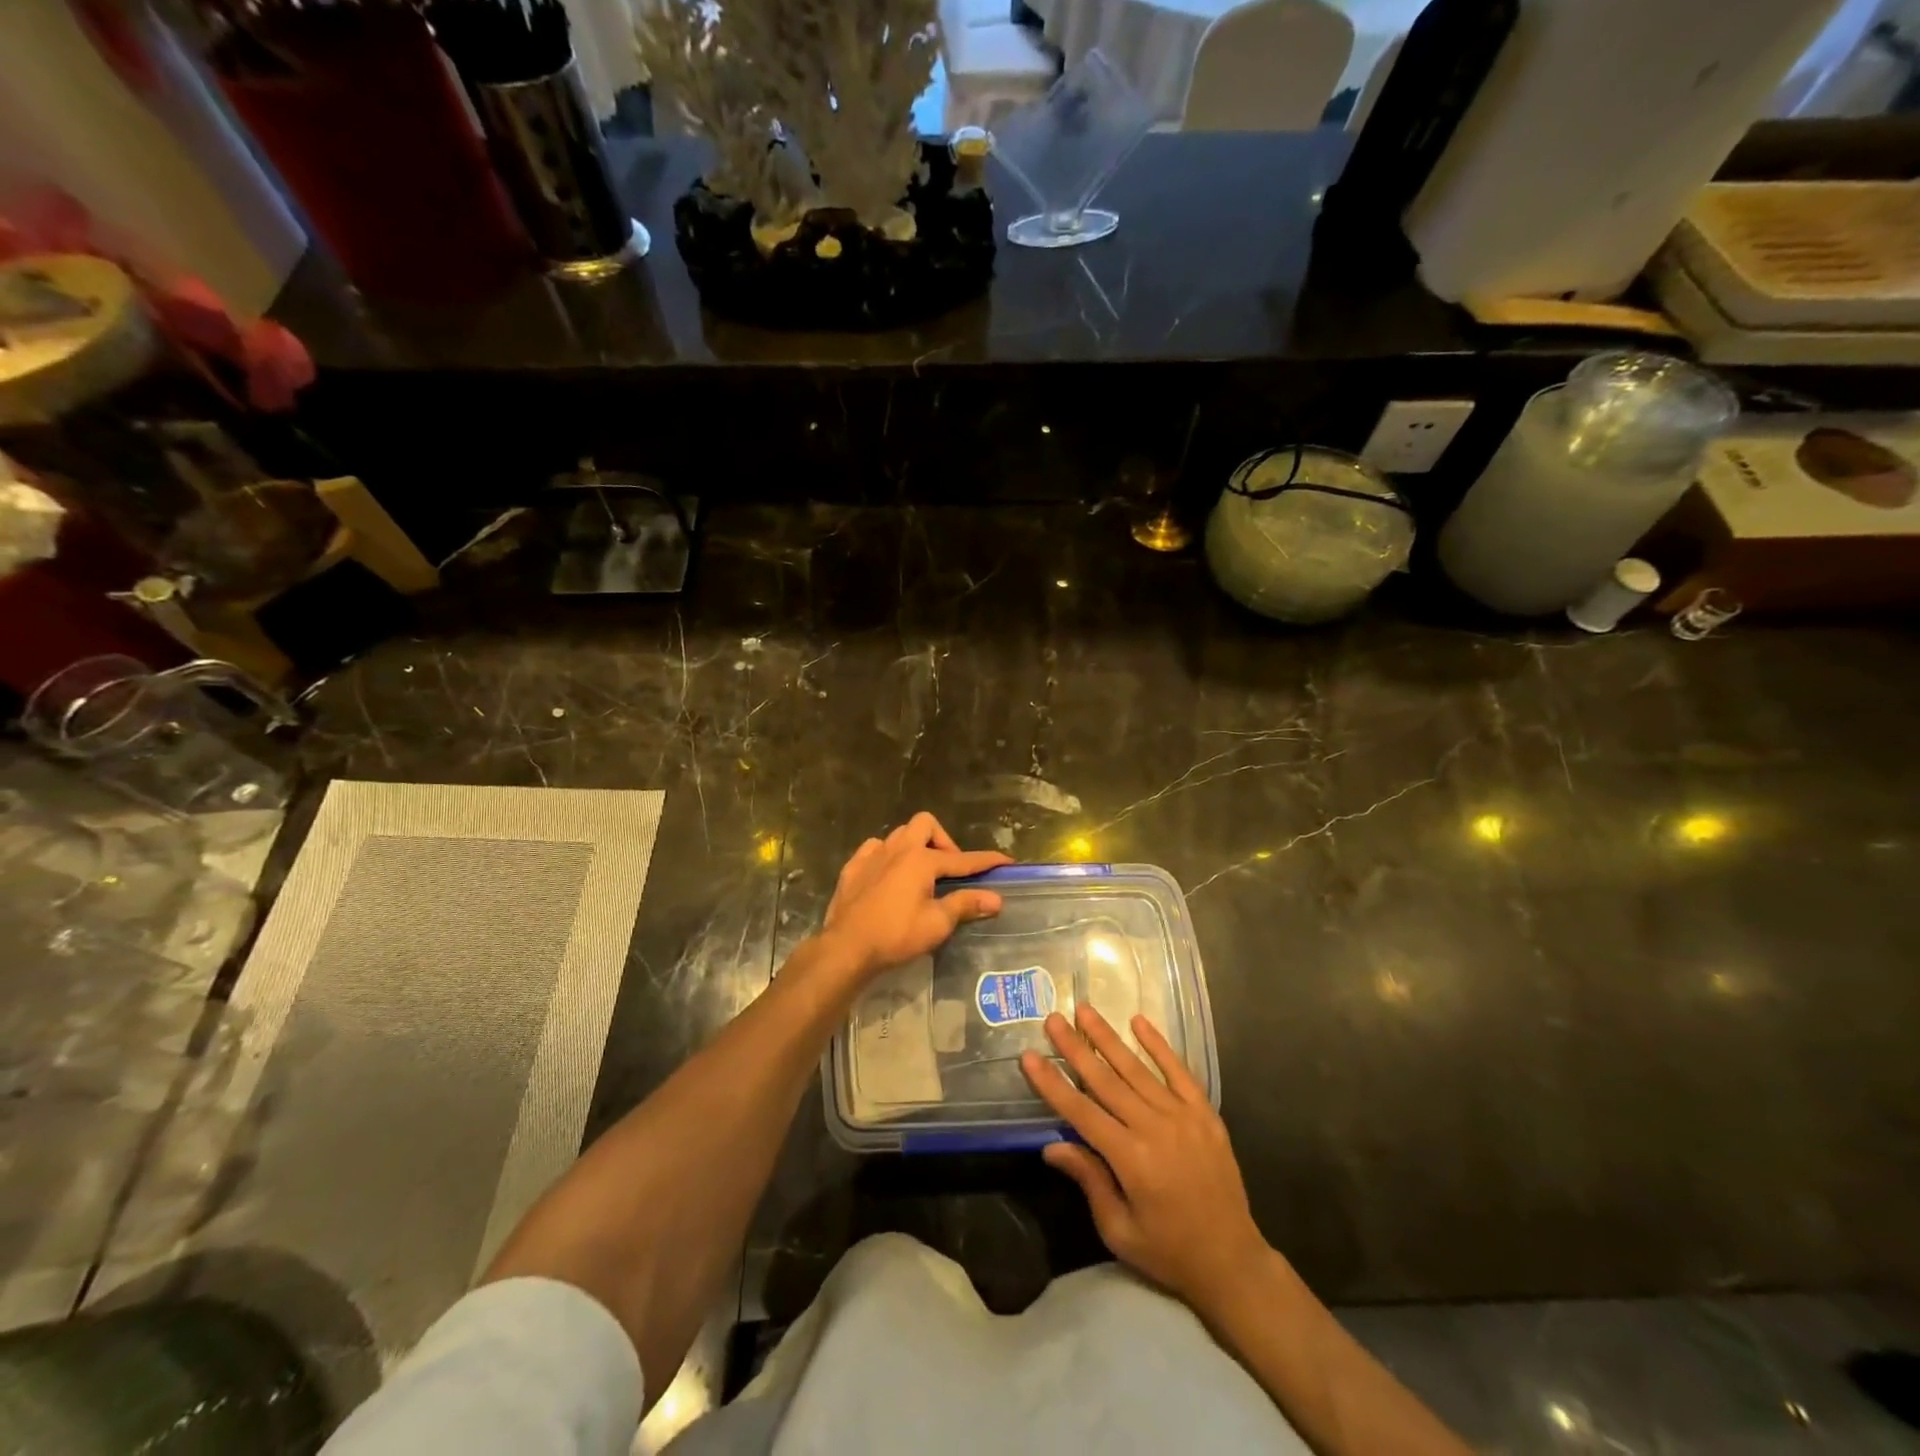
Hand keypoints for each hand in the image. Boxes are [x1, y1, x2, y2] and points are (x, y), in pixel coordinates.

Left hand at [818, 812, 1011, 980]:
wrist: (846, 948)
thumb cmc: (895, 936)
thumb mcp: (937, 924)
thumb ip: (965, 905)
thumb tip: (996, 899)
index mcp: (921, 860)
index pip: (962, 859)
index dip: (986, 861)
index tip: (1006, 861)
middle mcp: (897, 848)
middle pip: (926, 824)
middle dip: (943, 840)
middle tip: (949, 869)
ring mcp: (871, 855)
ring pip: (899, 834)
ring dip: (915, 845)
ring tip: (921, 872)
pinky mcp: (852, 868)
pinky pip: (874, 849)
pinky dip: (887, 856)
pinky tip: (889, 875)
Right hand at [1022, 1005, 1268, 1321]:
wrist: (1232, 1261)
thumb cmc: (1168, 1252)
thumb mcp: (1119, 1230)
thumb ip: (1089, 1180)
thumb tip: (1052, 1146)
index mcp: (1131, 1160)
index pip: (1081, 1112)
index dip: (1053, 1084)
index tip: (1029, 1056)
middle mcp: (1155, 1129)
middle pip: (1106, 1080)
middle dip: (1075, 1048)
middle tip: (1053, 1018)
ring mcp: (1183, 1116)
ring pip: (1137, 1069)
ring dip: (1108, 1037)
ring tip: (1085, 1010)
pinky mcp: (1205, 1113)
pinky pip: (1178, 1071)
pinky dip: (1158, 1045)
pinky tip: (1139, 1021)